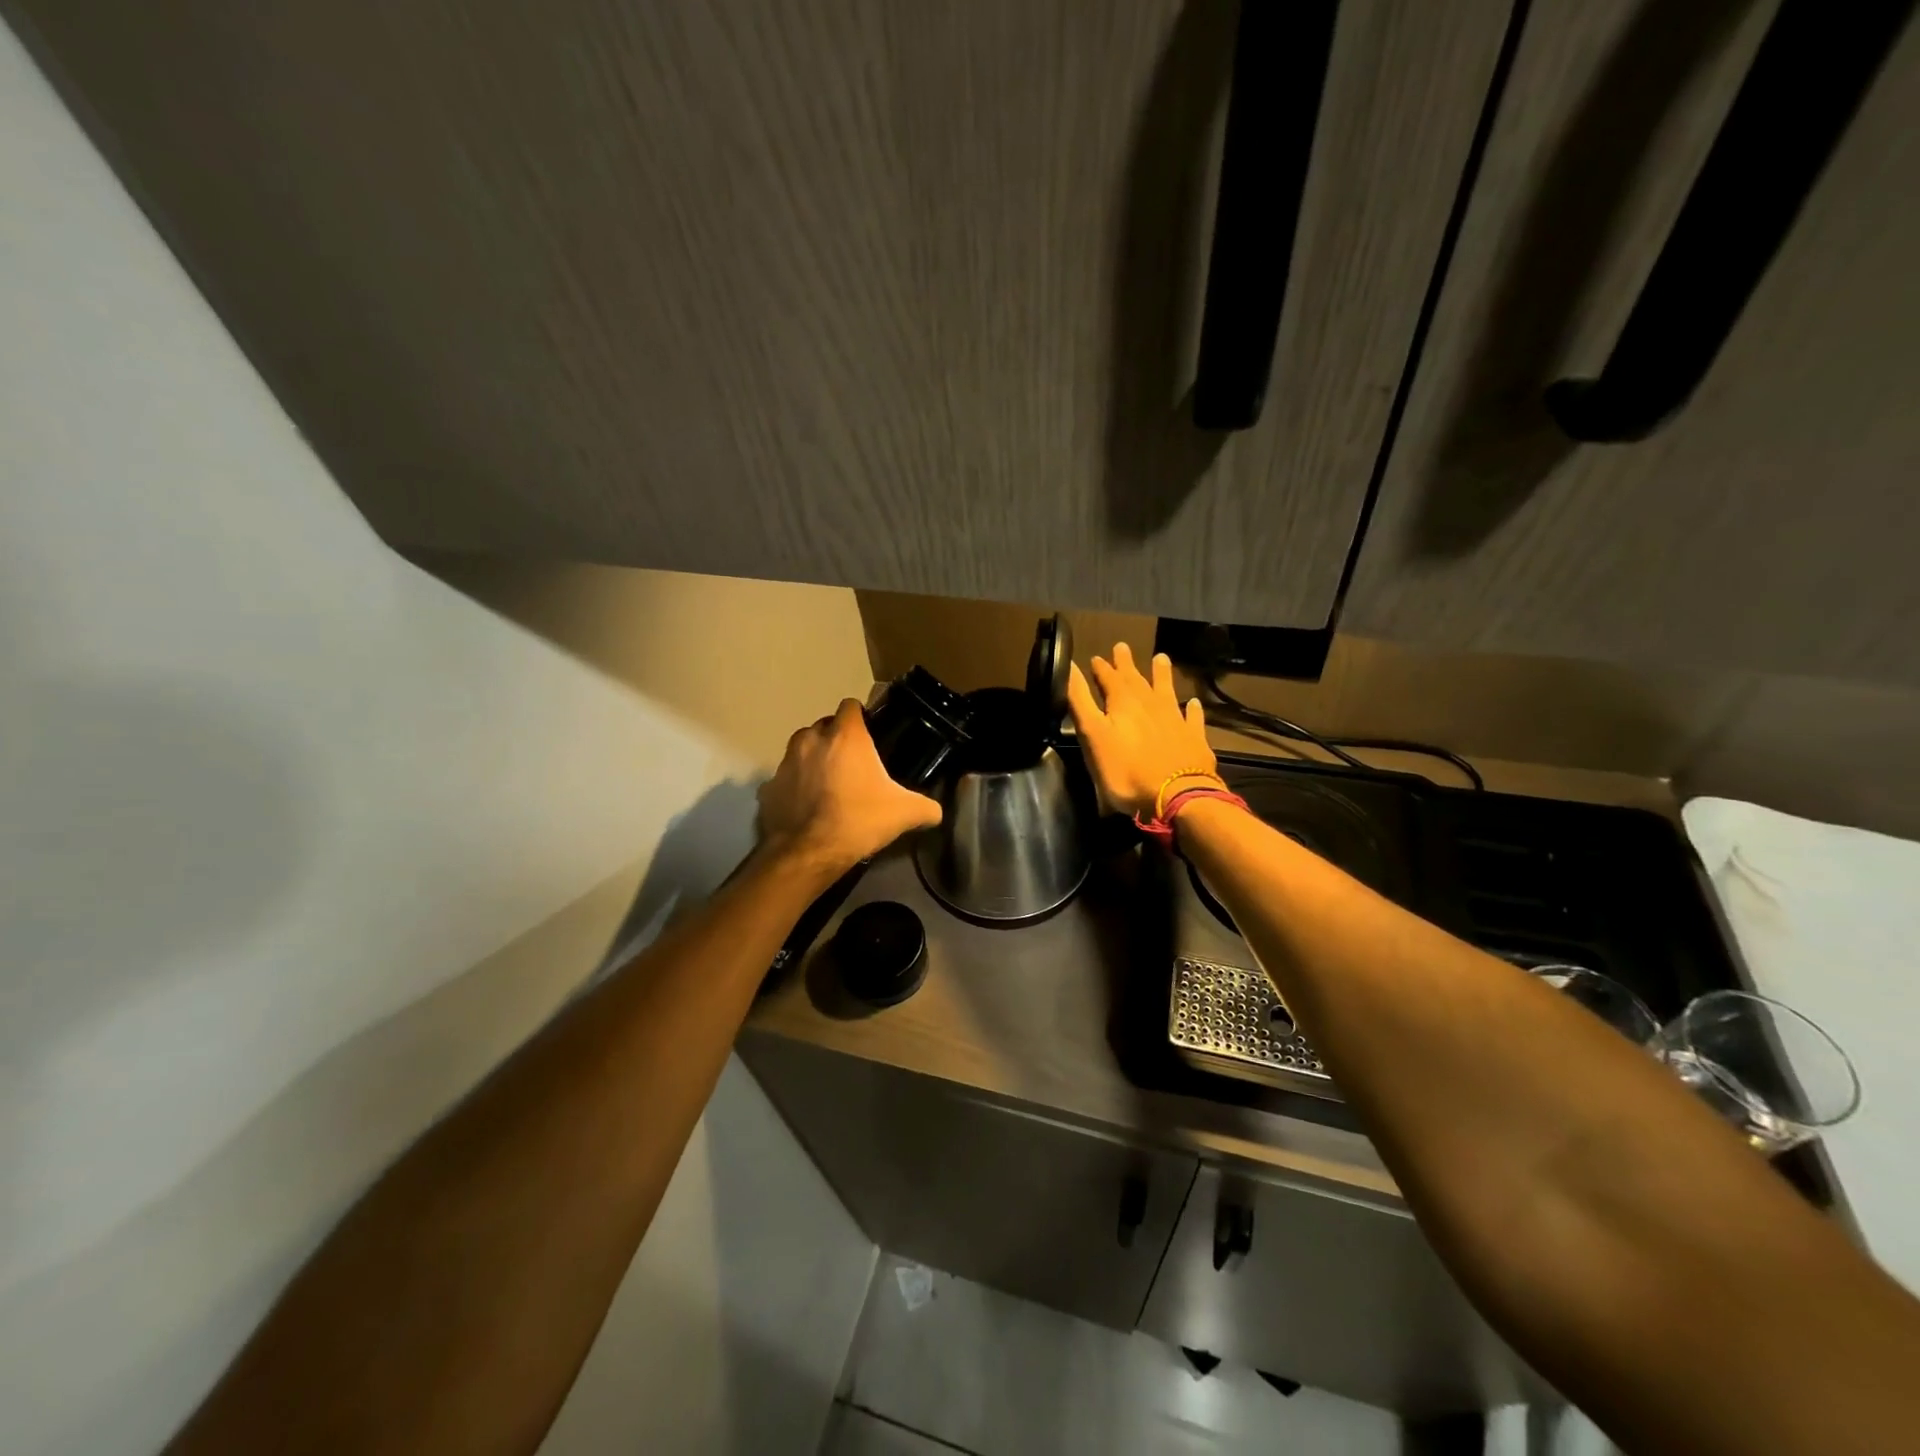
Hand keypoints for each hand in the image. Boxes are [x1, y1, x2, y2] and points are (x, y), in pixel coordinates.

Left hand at [757, 698, 942, 880]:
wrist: (808, 853)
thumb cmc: (858, 821)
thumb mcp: (904, 814)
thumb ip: (926, 807)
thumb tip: (937, 812)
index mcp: (845, 736)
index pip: (851, 706)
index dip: (861, 717)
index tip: (870, 734)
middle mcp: (811, 740)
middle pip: (824, 726)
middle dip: (836, 738)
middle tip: (853, 764)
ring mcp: (785, 762)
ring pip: (801, 749)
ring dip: (813, 759)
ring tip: (828, 783)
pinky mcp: (768, 787)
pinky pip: (785, 778)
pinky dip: (794, 786)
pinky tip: (807, 806)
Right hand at [1067, 643, 1214, 817]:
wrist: (1177, 795)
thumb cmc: (1126, 770)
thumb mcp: (1092, 736)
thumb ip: (1081, 702)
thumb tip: (1069, 668)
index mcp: (1122, 702)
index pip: (1108, 678)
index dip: (1100, 668)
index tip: (1096, 658)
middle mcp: (1150, 704)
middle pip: (1136, 679)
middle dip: (1126, 664)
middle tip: (1122, 646)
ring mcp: (1175, 719)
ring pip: (1166, 690)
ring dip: (1162, 674)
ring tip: (1161, 657)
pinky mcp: (1193, 738)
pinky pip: (1192, 717)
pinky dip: (1191, 709)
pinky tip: (1192, 703)